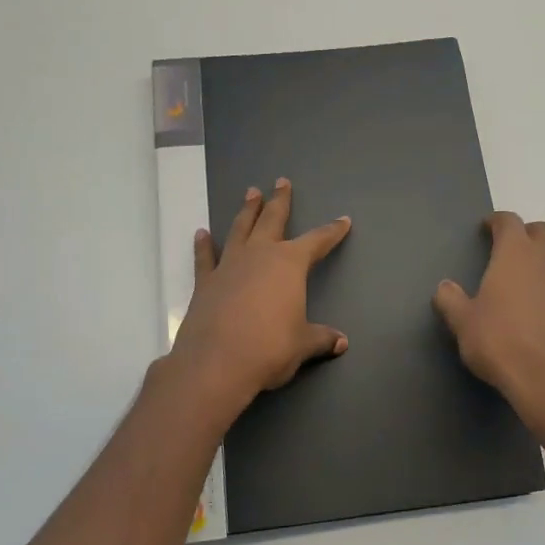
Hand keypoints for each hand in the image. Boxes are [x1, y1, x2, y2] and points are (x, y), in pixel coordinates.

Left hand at [167, 177, 351, 411]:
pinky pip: (205, 257)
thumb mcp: (303, 344)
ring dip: (247, 211)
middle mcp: (259, 255)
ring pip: (240, 229)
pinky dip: (204, 245)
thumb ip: (321, 338)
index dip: (332, 231)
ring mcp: (229, 266)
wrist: (216, 363)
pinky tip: (202, 234)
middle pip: (272, 220)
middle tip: (281, 181)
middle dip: (280, 201)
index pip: (317, 241)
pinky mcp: (205, 282)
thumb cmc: (269, 349)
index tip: (343, 221)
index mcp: (289, 264)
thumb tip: (341, 342)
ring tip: (250, 193)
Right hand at [433, 212, 544, 408]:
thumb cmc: (499, 340)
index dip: (497, 221)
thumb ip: (451, 300)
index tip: (486, 228)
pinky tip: (531, 302)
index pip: (510, 222)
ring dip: (541, 255)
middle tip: (506, 247)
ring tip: (520, 273)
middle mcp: (544, 261)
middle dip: (526, 233)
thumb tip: (444, 287)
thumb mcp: (463, 321)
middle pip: (542, 231)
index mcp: (515, 254)